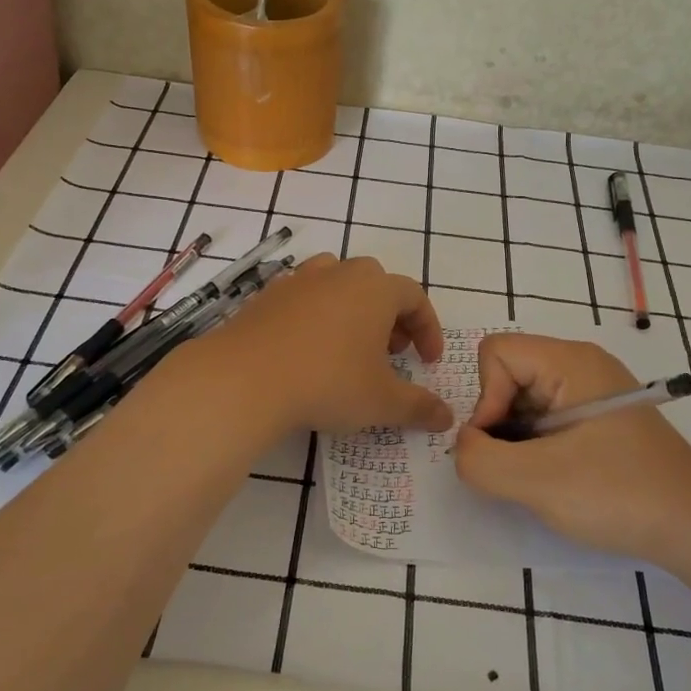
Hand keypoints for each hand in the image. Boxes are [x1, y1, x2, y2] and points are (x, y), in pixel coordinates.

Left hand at [195, 254, 453, 436]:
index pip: (414, 297)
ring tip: (349, 345)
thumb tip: (446, 417)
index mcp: (375, 289)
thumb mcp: (381, 402)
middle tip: (390, 351)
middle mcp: (339, 274)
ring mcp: (298, 280)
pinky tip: (309, 350)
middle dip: (390, 315)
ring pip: (336, 282)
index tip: (427, 360)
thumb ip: (418, 407)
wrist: (244, 378)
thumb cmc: (327, 382)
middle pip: (375, 283)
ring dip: (351, 308)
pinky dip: (315, 316)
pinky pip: (302, 297)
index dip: (427, 328)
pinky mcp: (266, 296)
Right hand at [454, 333, 690, 562]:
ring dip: (516, 440)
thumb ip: (480, 460)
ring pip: (524, 401)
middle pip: (508, 375)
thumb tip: (464, 447)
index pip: (496, 353)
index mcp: (571, 361)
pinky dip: (536, 448)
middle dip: (499, 422)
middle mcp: (581, 366)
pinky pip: (546, 420)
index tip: (501, 445)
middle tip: (518, 468)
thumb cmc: (620, 494)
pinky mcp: (600, 422)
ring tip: (538, 478)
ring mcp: (593, 394)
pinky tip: (555, 480)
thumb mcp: (537, 481)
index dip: (486, 398)